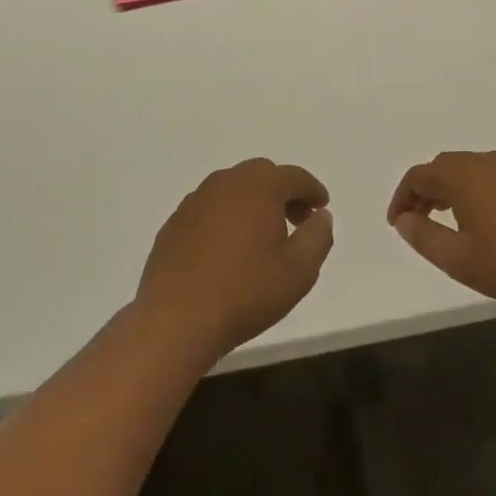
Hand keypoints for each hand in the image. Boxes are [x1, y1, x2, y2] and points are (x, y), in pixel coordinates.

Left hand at [135, 159, 333, 358]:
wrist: (176, 319)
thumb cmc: (246, 292)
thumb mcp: (299, 270)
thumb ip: (318, 236)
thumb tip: (320, 216)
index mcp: (259, 186)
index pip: (294, 177)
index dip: (312, 190)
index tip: (321, 207)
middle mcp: (225, 183)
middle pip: (262, 175)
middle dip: (283, 193)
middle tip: (297, 221)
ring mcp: (194, 201)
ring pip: (232, 191)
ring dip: (253, 204)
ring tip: (263, 238)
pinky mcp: (174, 224)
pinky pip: (209, 210)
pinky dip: (226, 219)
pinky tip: (228, 251)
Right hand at [387, 151, 495, 307]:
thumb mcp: (460, 259)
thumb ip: (425, 238)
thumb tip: (404, 220)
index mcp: (463, 175)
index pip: (419, 175)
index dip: (402, 198)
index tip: (397, 224)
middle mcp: (485, 162)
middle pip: (442, 167)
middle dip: (424, 191)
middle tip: (417, 220)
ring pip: (467, 169)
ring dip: (449, 190)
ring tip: (446, 221)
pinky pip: (489, 175)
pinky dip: (472, 190)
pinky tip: (482, 219)